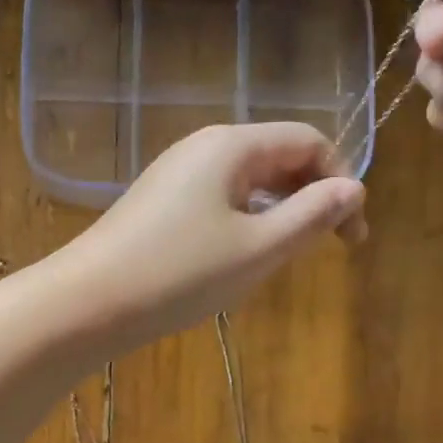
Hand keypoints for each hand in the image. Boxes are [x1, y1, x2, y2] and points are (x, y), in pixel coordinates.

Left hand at [46, 123, 366, 350]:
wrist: (88, 301)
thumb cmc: (180, 273)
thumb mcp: (258, 249)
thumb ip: (312, 215)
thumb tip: (353, 188)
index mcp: (232, 145)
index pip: (308, 141)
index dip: (340, 181)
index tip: (350, 236)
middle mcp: (203, 147)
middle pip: (277, 156)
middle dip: (310, 196)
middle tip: (323, 248)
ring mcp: (176, 174)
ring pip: (247, 181)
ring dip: (277, 212)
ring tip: (282, 257)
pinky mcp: (158, 202)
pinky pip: (218, 199)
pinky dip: (243, 220)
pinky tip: (238, 258)